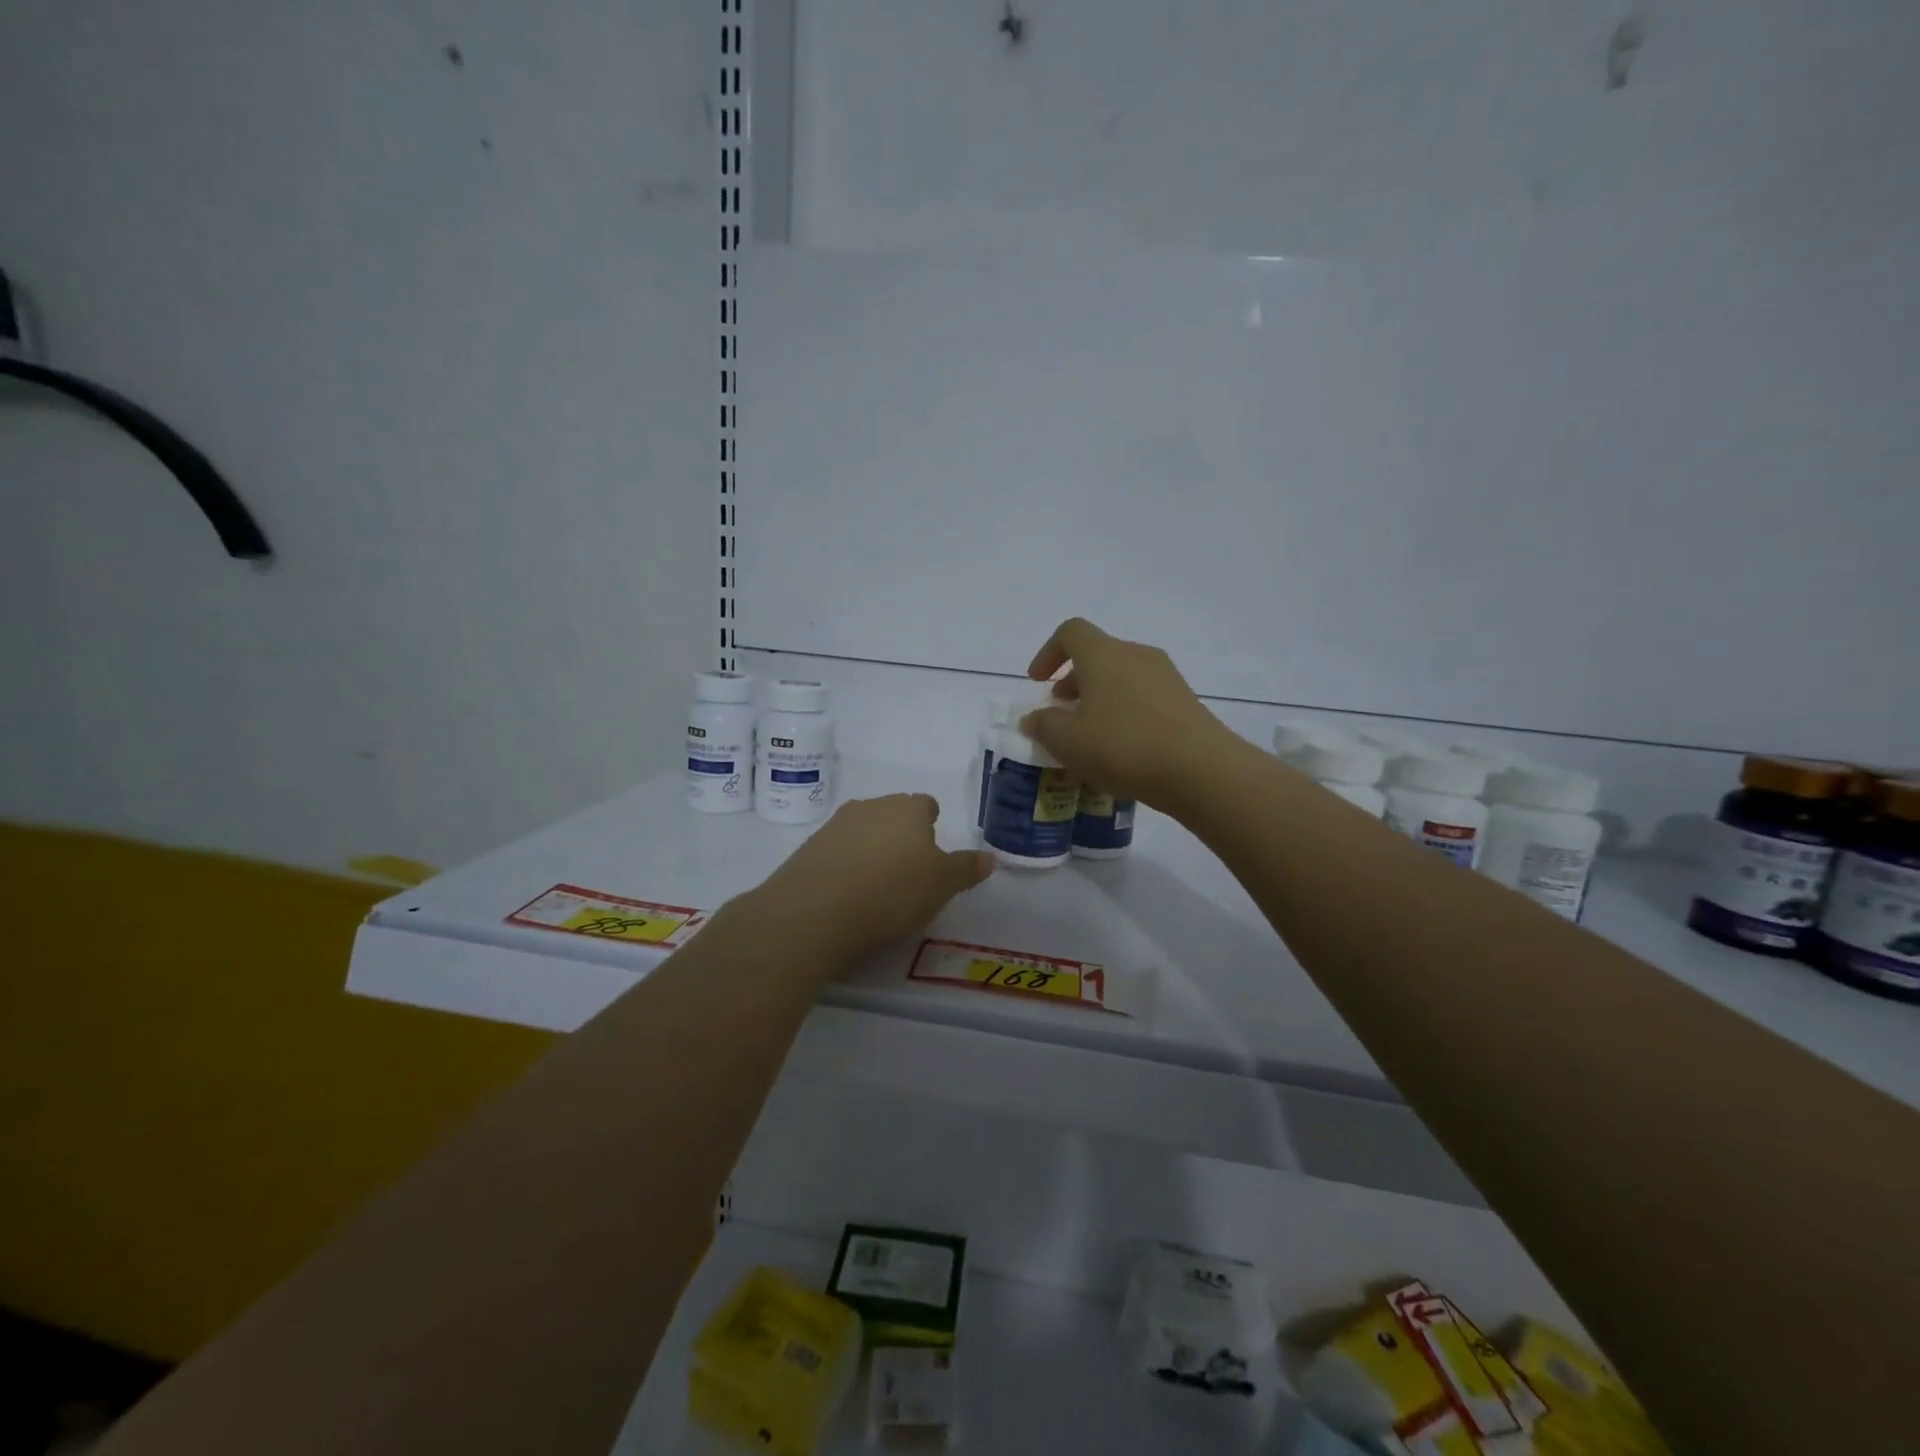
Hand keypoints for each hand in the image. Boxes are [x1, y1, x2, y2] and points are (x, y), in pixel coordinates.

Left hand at [748, 794, 994, 964]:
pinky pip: (837, 853)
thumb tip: (990, 857)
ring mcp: (835, 826)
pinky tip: (848, 896)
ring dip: (871, 850)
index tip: (932, 851)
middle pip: (892, 815)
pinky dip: (845, 867)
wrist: (817, 909)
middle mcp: (871, 807)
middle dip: (901, 836)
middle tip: (909, 872)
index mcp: (907, 808)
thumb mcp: (943, 884)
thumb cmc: (893, 890)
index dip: (931, 824)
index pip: (925, 805)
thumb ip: (966, 868)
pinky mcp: (808, 849)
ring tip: (878, 887)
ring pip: (863, 831)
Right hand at [1020, 617, 1239, 807]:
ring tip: (1090, 735)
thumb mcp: (1067, 741)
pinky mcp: (1185, 701)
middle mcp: (1136, 655)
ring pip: (1122, 677)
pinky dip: (1125, 712)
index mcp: (1103, 654)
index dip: (1048, 653)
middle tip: (1061, 712)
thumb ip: (1043, 725)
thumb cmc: (1123, 746)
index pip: (1071, 632)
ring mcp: (1166, 677)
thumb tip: (1033, 718)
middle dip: (1074, 680)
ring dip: (1099, 698)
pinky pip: (1144, 697)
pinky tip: (1122, 748)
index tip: (1038, 683)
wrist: (1200, 770)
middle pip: (1098, 654)